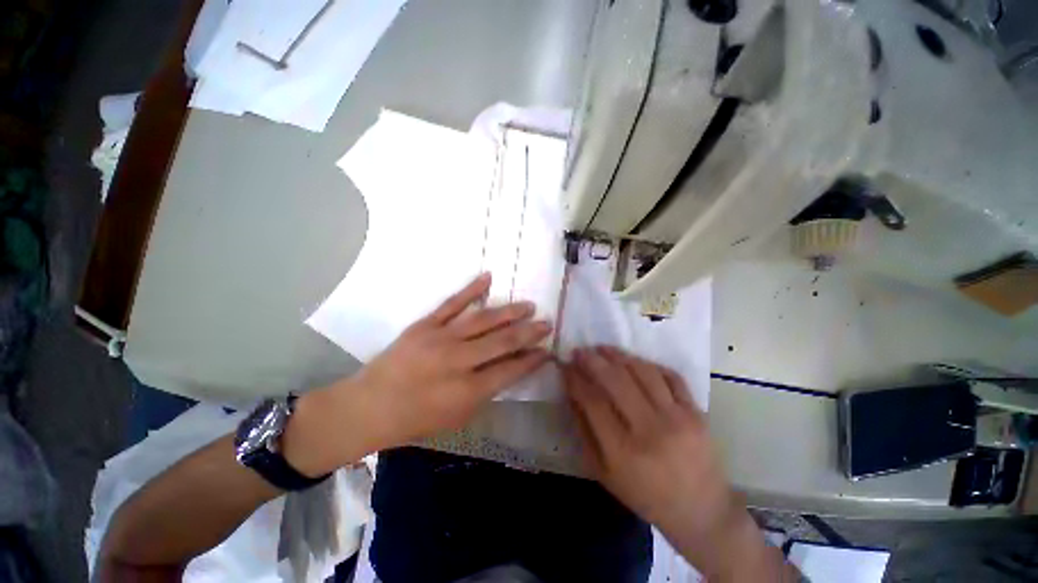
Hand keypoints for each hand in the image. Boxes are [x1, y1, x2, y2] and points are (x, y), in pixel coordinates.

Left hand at [285, 274, 551, 473]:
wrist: (369, 406)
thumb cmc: (416, 420)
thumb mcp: (458, 417)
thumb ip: (486, 391)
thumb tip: (510, 368)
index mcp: (467, 391)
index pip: (510, 369)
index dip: (532, 359)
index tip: (547, 350)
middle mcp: (458, 361)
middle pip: (502, 341)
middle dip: (529, 332)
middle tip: (546, 323)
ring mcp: (441, 338)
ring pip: (484, 319)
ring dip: (510, 311)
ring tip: (528, 305)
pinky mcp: (425, 324)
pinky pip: (452, 303)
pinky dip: (471, 289)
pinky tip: (488, 277)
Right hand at [563, 346, 792, 580]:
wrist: (701, 511)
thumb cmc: (645, 495)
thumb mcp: (604, 472)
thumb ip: (584, 431)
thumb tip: (572, 393)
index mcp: (624, 452)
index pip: (593, 401)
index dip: (575, 379)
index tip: (565, 366)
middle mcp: (651, 430)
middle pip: (616, 381)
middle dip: (593, 361)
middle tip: (580, 351)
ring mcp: (678, 418)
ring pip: (642, 371)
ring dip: (619, 355)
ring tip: (603, 349)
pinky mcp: (696, 412)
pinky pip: (670, 375)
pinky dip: (649, 364)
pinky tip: (634, 361)